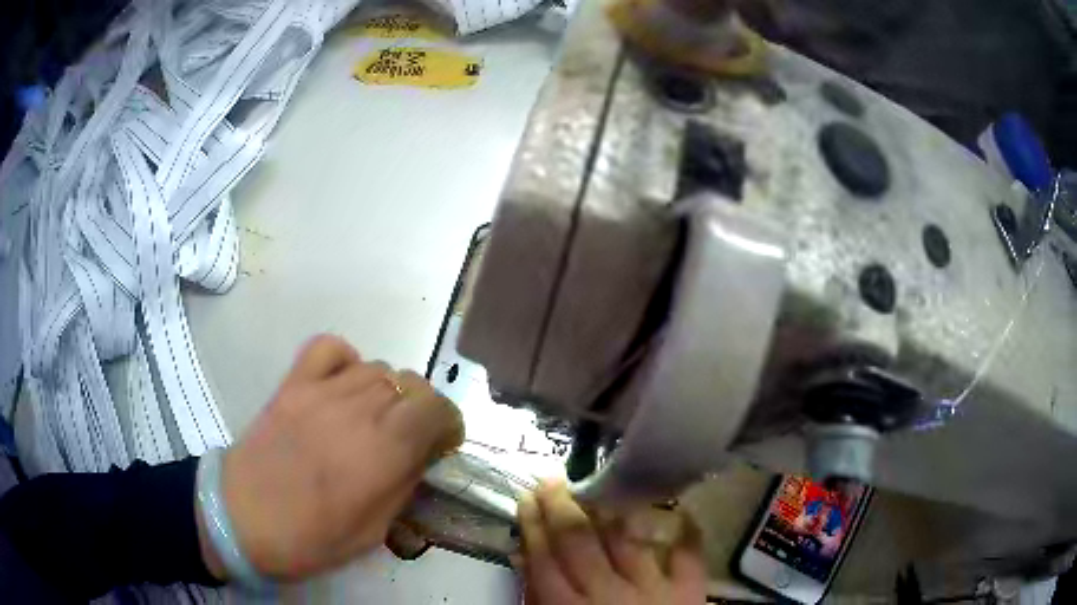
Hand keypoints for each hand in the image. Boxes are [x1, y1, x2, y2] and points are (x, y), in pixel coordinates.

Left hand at [198, 334, 463, 580]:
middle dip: (422, 409)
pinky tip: (343, 386)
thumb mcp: (373, 531)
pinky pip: (330, 348)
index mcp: (383, 451)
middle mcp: (358, 410)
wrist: (241, 518)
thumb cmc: (310, 539)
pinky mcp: (293, 384)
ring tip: (373, 419)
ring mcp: (321, 391)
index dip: (449, 422)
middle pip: (411, 383)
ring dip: (388, 392)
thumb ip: (403, 486)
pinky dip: (346, 360)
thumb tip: (420, 458)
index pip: (437, 407)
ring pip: (377, 367)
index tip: (443, 444)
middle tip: (409, 438)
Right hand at [516, 481, 706, 603]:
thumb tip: (525, 560)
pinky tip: (680, 511)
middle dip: (561, 508)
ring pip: (626, 540)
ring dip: (608, 511)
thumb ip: (538, 599)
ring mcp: (653, 589)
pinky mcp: (688, 592)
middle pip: (579, 543)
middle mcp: (609, 594)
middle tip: (550, 479)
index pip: (544, 560)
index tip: (525, 497)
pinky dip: (687, 533)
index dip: (533, 526)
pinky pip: (689, 555)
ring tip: (596, 485)